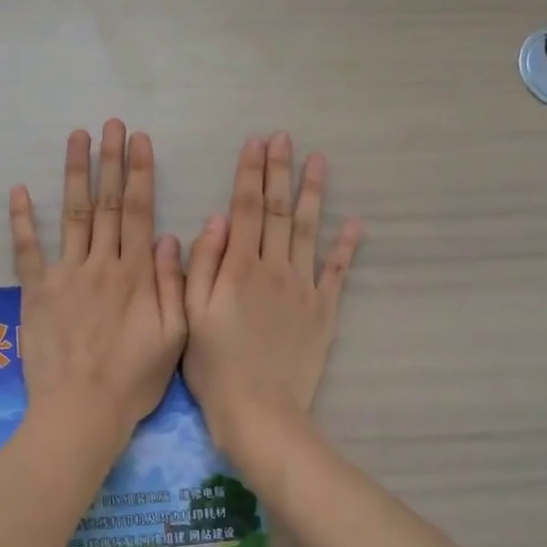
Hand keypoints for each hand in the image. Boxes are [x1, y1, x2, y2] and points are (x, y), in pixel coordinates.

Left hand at [11, 121, 187, 441]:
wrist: (82, 410)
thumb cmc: (134, 379)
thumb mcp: (174, 336)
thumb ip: (173, 284)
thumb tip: (172, 237)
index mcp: (137, 274)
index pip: (140, 212)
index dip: (140, 173)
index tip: (139, 140)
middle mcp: (102, 264)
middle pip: (108, 204)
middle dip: (110, 160)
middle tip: (110, 124)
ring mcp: (66, 275)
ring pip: (73, 215)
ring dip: (75, 174)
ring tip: (76, 138)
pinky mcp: (36, 293)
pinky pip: (27, 251)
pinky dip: (23, 221)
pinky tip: (19, 191)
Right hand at [184, 131, 362, 460]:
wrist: (259, 409)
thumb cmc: (214, 365)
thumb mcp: (191, 315)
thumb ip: (202, 265)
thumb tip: (215, 220)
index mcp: (238, 268)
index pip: (244, 209)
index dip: (249, 174)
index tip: (255, 142)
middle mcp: (274, 268)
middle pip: (278, 211)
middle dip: (279, 172)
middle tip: (285, 138)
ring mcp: (303, 288)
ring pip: (309, 231)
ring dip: (313, 194)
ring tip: (319, 161)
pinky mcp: (324, 311)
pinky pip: (338, 272)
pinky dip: (346, 246)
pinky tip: (355, 222)